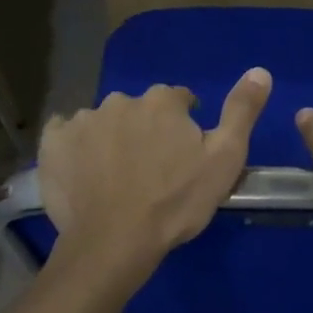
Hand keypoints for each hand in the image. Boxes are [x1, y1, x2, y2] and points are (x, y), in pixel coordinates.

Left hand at [38, 69, 271, 268]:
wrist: (114, 242)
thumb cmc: (175, 203)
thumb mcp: (225, 159)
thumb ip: (241, 111)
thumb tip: (260, 70)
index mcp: (162, 102)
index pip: (178, 100)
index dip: (182, 125)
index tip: (182, 154)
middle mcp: (121, 100)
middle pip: (139, 110)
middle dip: (145, 130)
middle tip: (151, 169)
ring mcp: (82, 120)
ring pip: (103, 122)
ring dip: (111, 138)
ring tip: (115, 176)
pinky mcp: (52, 142)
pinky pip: (65, 133)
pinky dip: (74, 146)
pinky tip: (82, 170)